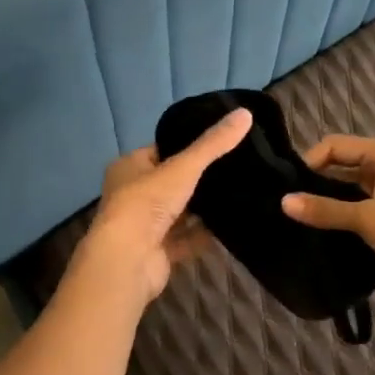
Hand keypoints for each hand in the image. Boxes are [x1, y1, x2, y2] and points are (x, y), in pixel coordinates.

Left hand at [72, 109, 253, 305]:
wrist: (128, 260)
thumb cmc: (147, 203)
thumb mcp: (183, 167)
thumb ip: (214, 144)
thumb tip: (245, 113)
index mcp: (129, 167)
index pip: (162, 150)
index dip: (187, 146)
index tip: (220, 143)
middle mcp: (133, 194)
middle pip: (172, 182)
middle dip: (199, 180)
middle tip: (236, 169)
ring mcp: (145, 226)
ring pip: (180, 212)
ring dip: (203, 208)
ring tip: (239, 193)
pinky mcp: (158, 252)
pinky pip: (186, 239)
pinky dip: (204, 235)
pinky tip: (231, 226)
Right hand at [282, 134, 374, 314]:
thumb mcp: (367, 218)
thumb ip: (325, 210)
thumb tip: (283, 202)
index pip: (335, 145)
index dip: (311, 161)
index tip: (287, 185)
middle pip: (340, 166)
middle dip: (314, 181)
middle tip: (285, 202)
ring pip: (345, 191)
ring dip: (325, 202)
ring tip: (294, 218)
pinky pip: (354, 212)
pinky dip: (337, 219)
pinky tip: (315, 231)